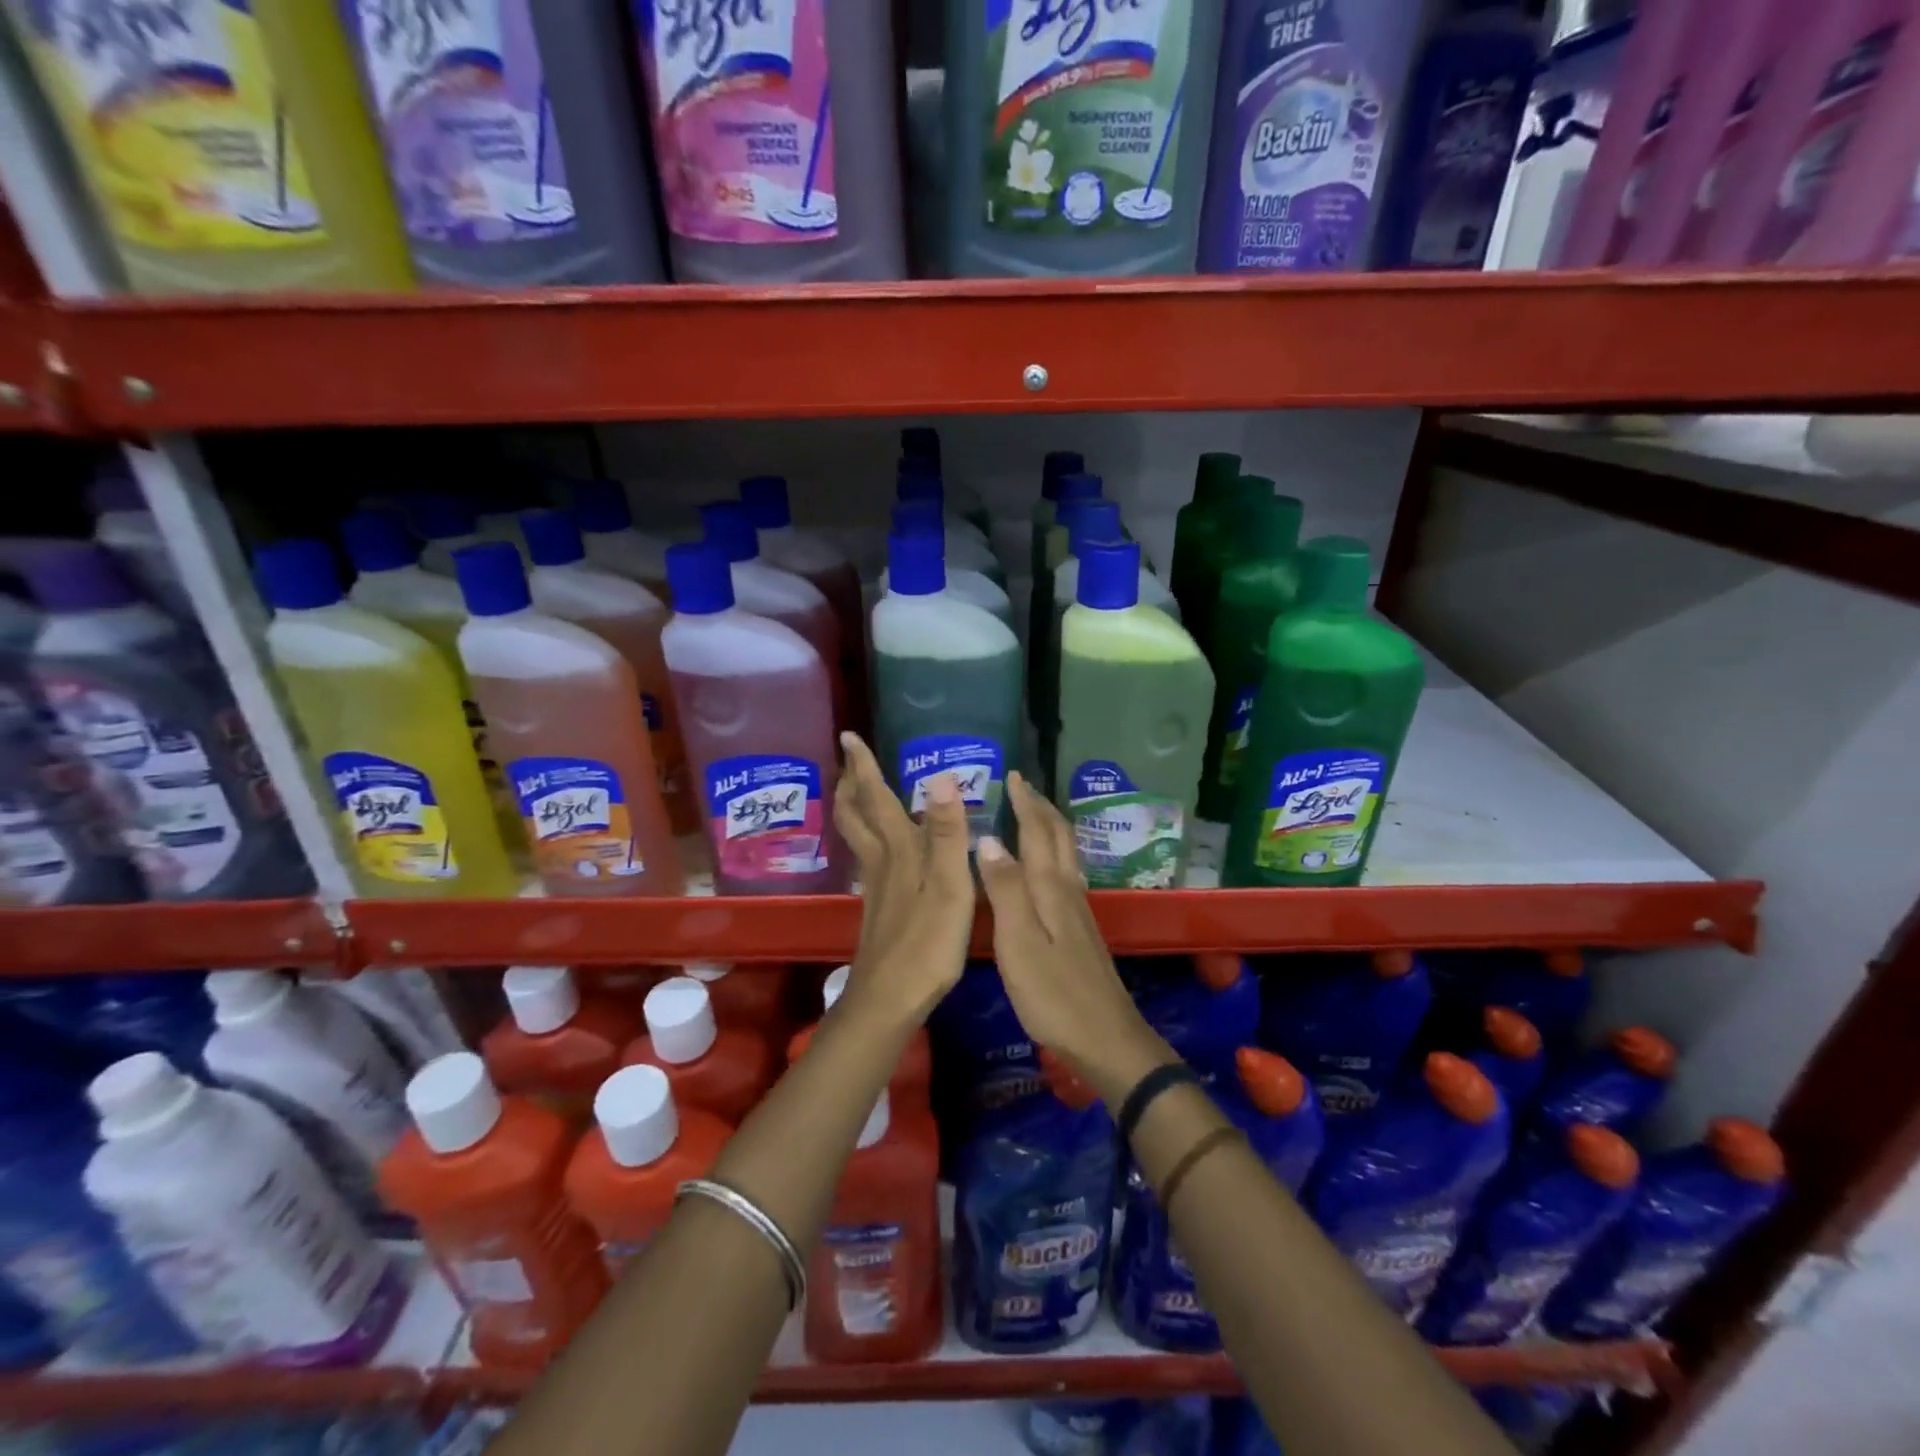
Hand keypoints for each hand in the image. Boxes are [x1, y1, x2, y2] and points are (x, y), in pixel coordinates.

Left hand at [832, 732, 974, 1024]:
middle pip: (856, 815)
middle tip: (847, 759)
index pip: (876, 798)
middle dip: (851, 783)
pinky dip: (869, 836)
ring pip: (858, 836)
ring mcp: (877, 886)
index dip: (863, 766)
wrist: (890, 999)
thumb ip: (947, 833)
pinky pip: (869, 857)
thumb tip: (941, 777)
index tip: (848, 736)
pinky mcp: (879, 907)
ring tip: (857, 790)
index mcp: (899, 851)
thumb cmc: (926, 944)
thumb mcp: (949, 887)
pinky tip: (882, 847)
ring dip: (855, 807)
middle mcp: (882, 862)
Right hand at [976, 772, 1173, 1102]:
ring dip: (1050, 828)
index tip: (1013, 776)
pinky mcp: (1081, 930)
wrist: (1106, 1039)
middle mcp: (1069, 890)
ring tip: (1032, 815)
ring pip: (1066, 854)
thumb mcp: (1019, 942)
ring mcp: (1079, 911)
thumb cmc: (1054, 994)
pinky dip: (1053, 854)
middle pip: (1059, 837)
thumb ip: (1004, 890)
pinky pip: (1066, 874)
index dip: (1026, 803)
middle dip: (1041, 808)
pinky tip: (1047, 867)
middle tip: (1022, 788)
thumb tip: (989, 839)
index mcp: (1051, 888)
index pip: (1038, 832)